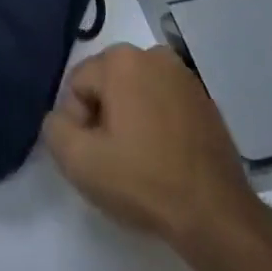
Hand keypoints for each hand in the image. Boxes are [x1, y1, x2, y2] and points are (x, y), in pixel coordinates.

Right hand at [44, 44, 264, 246]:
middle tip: (115, 160)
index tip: (94, 156)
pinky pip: (163, 105)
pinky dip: (157, 125)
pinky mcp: (205, 101)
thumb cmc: (144, 181)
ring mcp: (184, 76)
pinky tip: (164, 160)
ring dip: (130, 120)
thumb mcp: (78, 161)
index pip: (77, 86)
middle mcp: (153, 55)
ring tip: (141, 162)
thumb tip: (61, 118)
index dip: (77, 124)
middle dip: (103, 118)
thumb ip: (54, 128)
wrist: (217, 216)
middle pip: (106, 85)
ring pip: (135, 94)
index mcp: (121, 59)